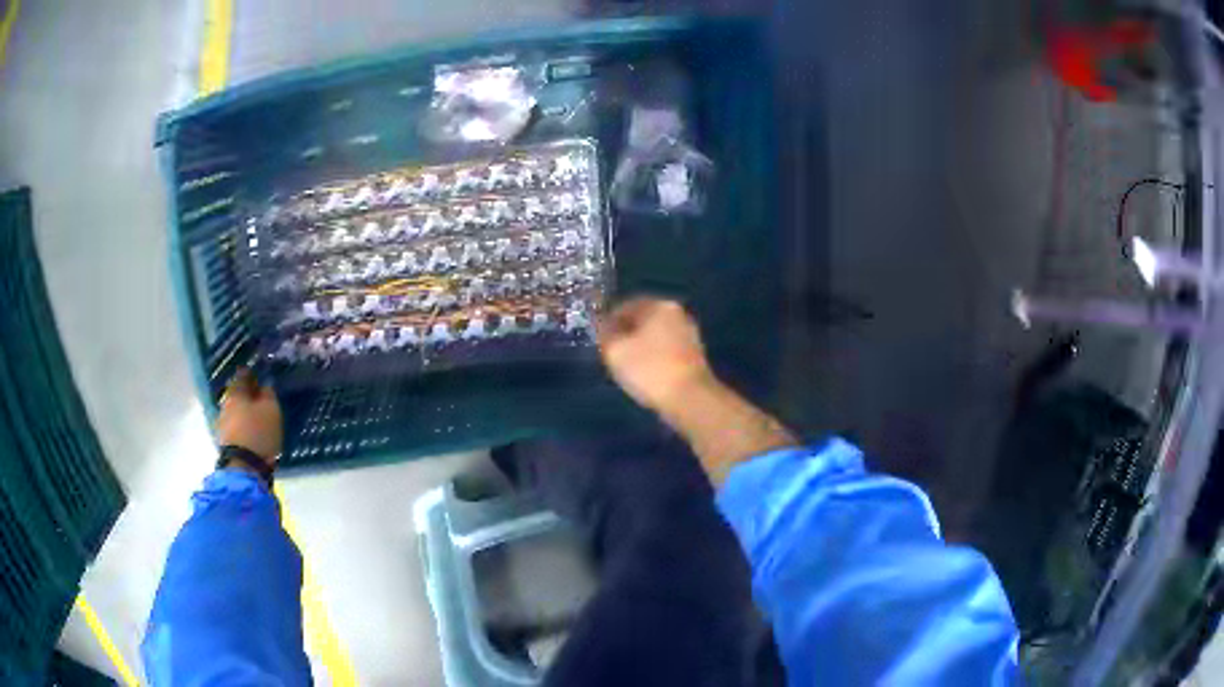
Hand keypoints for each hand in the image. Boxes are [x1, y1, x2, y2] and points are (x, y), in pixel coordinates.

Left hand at [217, 368, 282, 463]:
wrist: (243, 466)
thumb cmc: (258, 432)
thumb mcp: (271, 410)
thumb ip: (269, 395)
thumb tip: (265, 386)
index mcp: (236, 392)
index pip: (242, 375)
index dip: (251, 374)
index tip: (258, 375)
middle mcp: (226, 403)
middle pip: (236, 394)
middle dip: (247, 394)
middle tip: (259, 397)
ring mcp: (222, 423)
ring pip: (235, 410)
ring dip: (244, 411)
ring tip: (257, 417)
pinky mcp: (224, 440)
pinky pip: (235, 426)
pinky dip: (242, 425)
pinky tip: (251, 431)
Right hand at [597, 298, 714, 412]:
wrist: (690, 399)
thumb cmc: (649, 370)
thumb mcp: (615, 350)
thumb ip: (604, 333)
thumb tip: (602, 324)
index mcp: (658, 305)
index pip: (624, 306)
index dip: (607, 323)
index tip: (599, 342)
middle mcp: (677, 313)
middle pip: (642, 320)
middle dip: (625, 335)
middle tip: (612, 355)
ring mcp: (689, 334)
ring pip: (655, 336)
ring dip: (640, 349)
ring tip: (628, 369)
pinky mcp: (695, 355)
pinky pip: (666, 351)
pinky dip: (655, 359)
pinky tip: (647, 376)